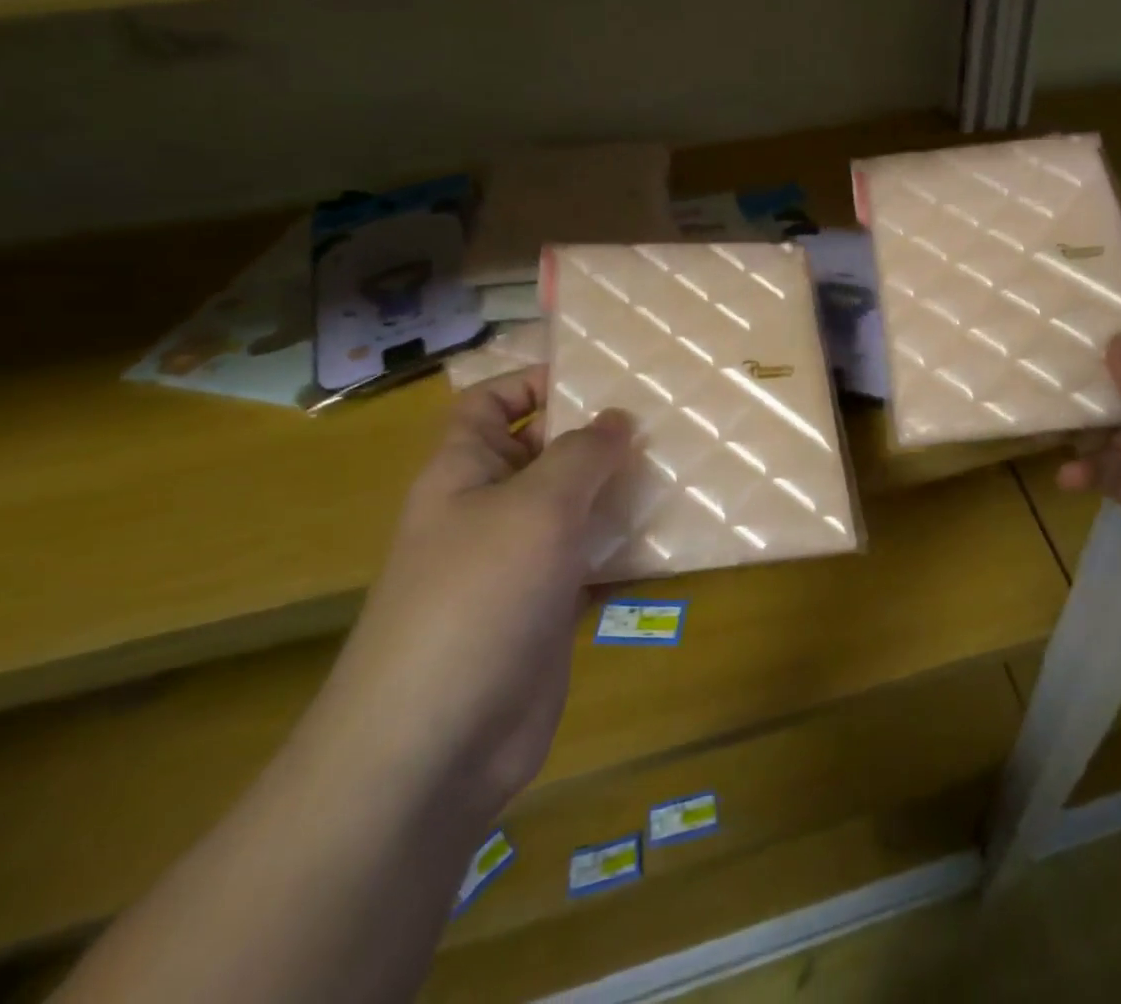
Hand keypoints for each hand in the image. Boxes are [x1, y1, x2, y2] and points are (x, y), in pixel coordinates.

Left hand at [303, 369, 631, 820]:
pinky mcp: (548, 608)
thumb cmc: (478, 596)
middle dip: (597, 435)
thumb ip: (583, 453)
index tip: (604, 377)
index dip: (536, 381)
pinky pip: (592, 559)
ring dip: (621, 490)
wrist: (437, 744)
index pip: (491, 403)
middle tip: (666, 418)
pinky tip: (674, 536)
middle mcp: (489, 509)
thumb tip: (618, 418)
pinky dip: (626, 547)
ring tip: (682, 466)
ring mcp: (519, 562)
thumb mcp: (537, 504)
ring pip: (576, 508)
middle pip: (544, 452)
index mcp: (464, 471)